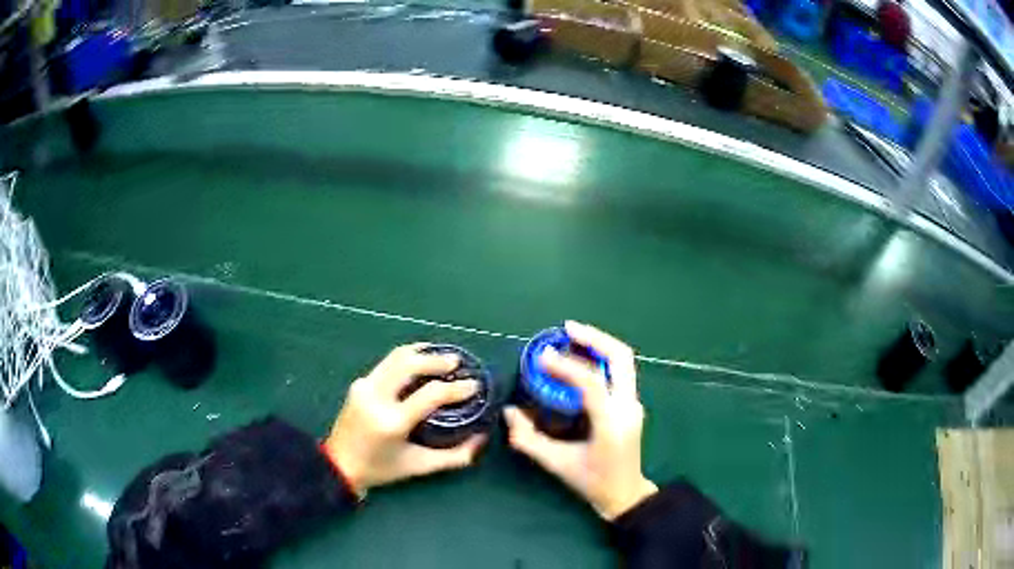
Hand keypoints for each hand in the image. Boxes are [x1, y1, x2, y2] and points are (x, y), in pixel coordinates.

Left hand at [324, 343, 485, 495]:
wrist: (339, 465)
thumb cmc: (381, 469)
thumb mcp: (420, 466)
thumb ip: (455, 456)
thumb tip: (482, 439)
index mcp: (392, 421)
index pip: (430, 394)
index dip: (456, 388)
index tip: (474, 385)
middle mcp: (376, 398)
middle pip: (410, 364)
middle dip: (437, 359)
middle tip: (458, 363)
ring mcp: (364, 387)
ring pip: (396, 357)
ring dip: (422, 353)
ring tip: (442, 356)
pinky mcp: (359, 384)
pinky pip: (387, 364)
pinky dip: (407, 359)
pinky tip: (420, 363)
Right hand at [504, 321, 657, 520]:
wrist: (626, 494)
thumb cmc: (592, 482)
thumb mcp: (556, 464)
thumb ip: (528, 439)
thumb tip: (509, 411)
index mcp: (611, 424)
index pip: (593, 384)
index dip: (567, 366)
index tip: (542, 355)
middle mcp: (628, 407)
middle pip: (620, 358)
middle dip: (594, 338)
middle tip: (566, 329)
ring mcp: (634, 404)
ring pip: (623, 360)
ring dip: (599, 344)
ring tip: (572, 336)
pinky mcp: (632, 403)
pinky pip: (619, 371)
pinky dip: (601, 357)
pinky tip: (581, 357)